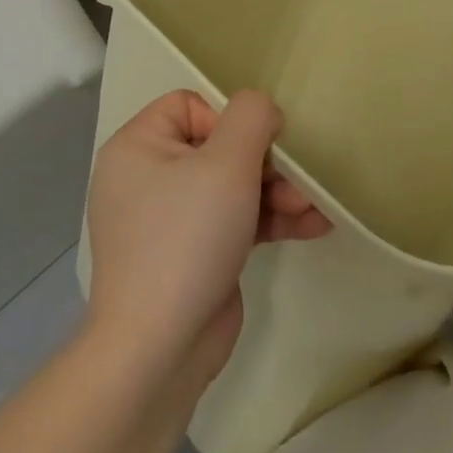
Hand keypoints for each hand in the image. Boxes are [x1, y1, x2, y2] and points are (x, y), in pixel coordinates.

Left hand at [84, 90, 330, 384]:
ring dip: (278, 192)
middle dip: (268, 162)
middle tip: (300, 182)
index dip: (229, 119)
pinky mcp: (194, 253)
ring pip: (234, 185)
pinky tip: (314, 226)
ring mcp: (171, 219)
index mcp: (138, 146)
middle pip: (220, 146)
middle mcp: (148, 177)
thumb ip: (251, 117)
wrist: (160, 347)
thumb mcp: (227, 162)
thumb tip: (262, 110)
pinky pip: (235, 220)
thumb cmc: (188, 237)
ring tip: (314, 207)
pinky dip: (270, 221)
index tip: (256, 146)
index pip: (190, 105)